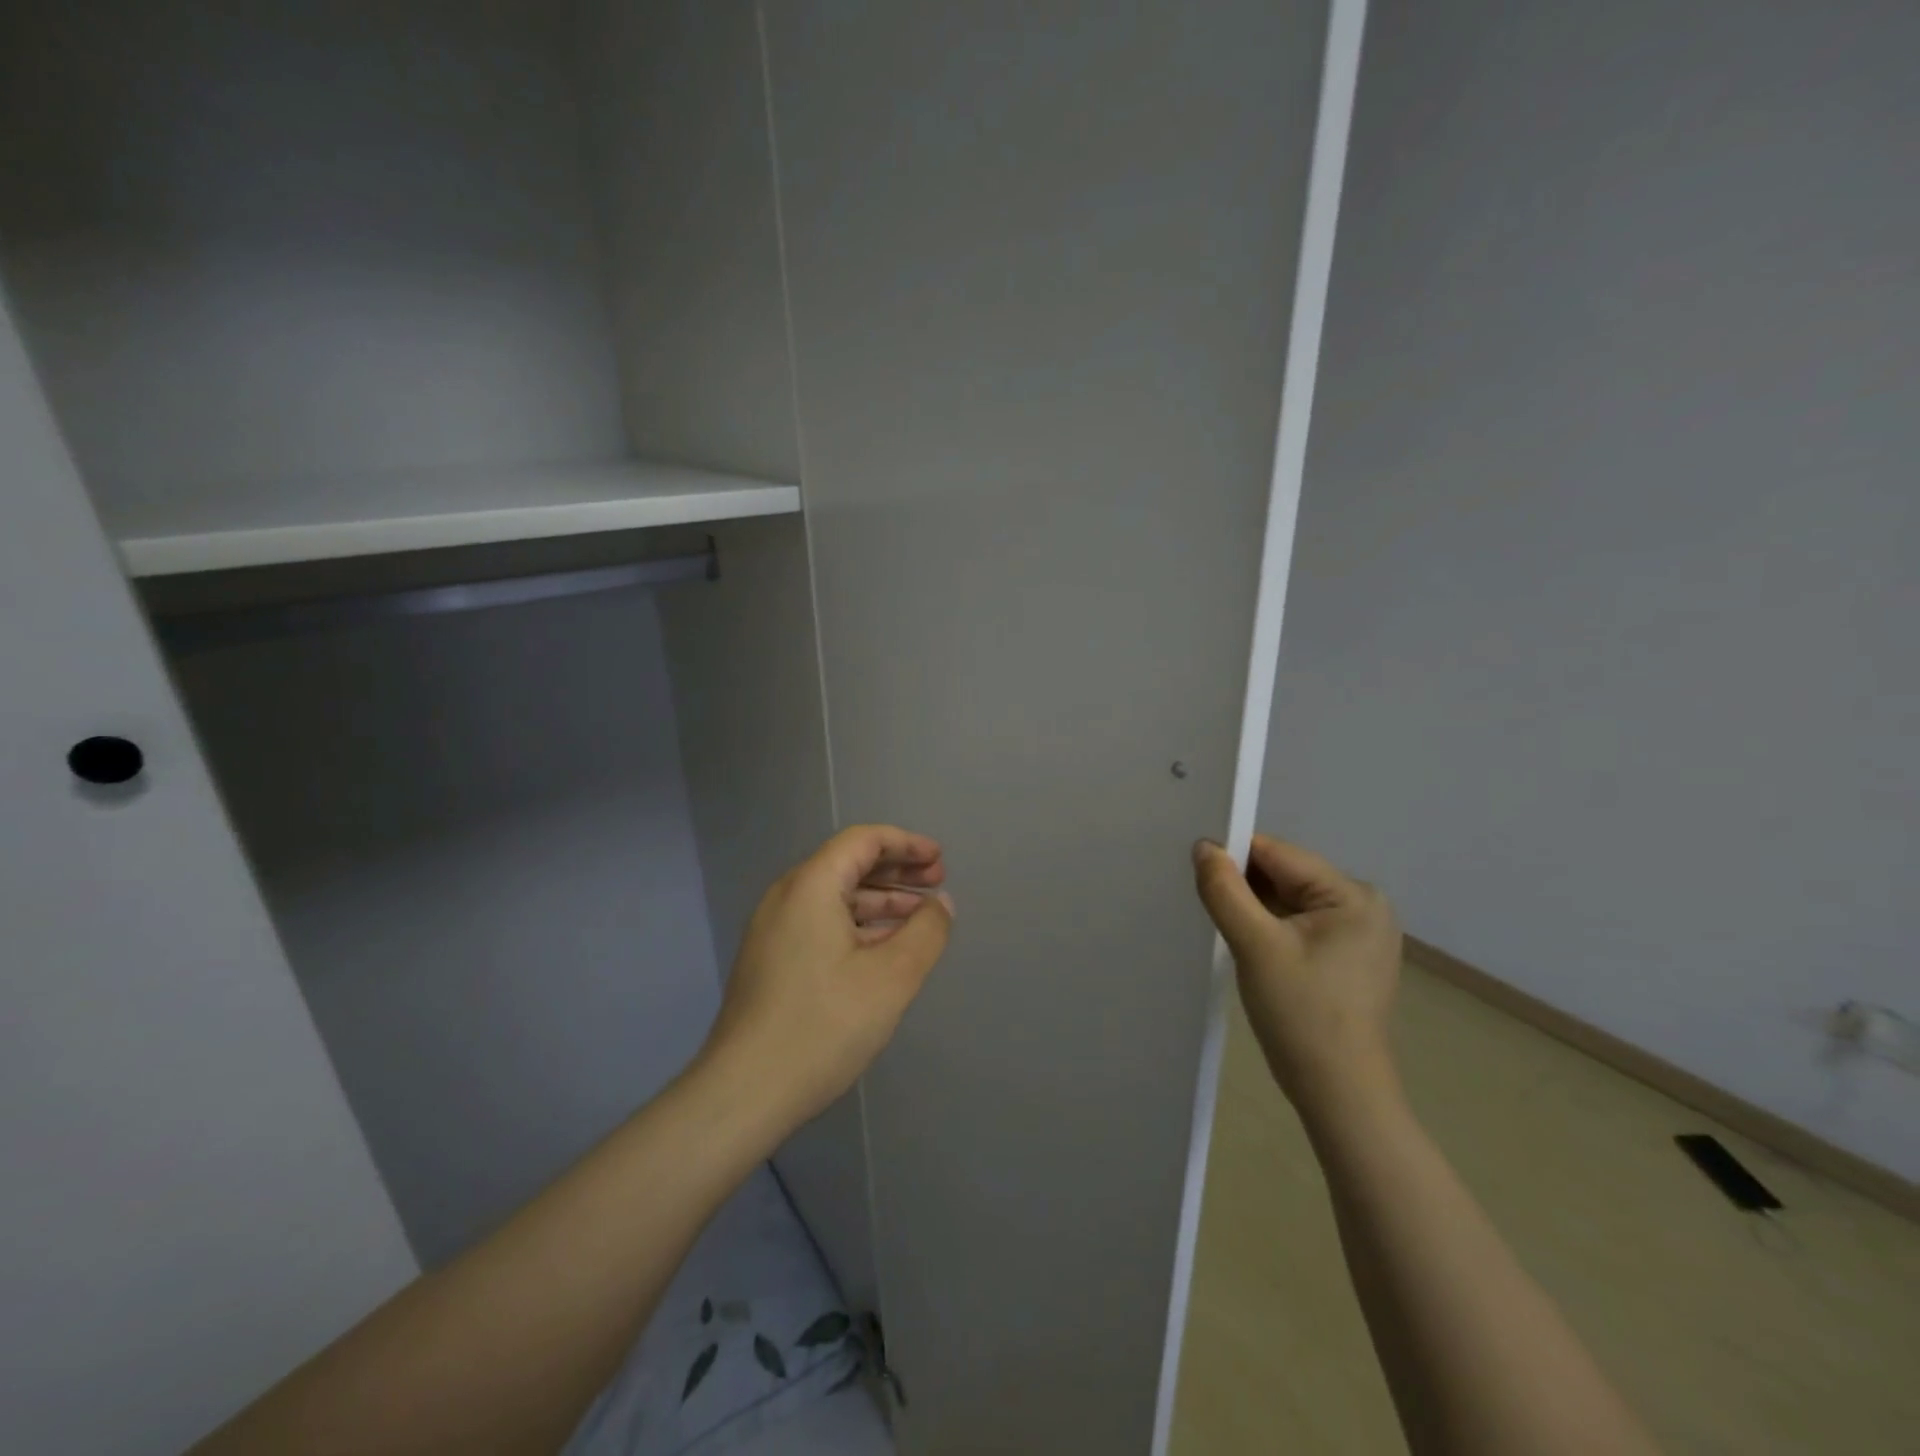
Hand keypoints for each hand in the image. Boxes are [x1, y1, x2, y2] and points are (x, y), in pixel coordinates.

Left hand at [702, 825, 954, 1128]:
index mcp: (810, 886)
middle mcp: (786, 897)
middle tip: (937, 885)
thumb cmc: (823, 1026)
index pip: (862, 841)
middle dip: (896, 871)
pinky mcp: (771, 960)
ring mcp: (774, 930)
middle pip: (848, 865)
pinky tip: (884, 949)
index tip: (940, 861)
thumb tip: (941, 904)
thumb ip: (925, 932)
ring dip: (879, 901)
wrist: (744, 1093)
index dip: (906, 844)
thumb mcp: (892, 978)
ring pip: (835, 897)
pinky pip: (821, 923)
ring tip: (920, 918)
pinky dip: (857, 925)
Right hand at [1192, 835, 1402, 1116]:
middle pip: (1284, 875)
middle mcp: (1364, 905)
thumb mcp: (1255, 946)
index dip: (1233, 856)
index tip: (1193, 868)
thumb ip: (1225, 890)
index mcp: (1353, 894)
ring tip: (1222, 925)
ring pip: (1288, 900)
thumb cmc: (1301, 1015)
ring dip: (1253, 908)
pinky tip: (1247, 946)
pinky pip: (1298, 924)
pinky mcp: (1347, 956)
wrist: (1339, 1093)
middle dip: (1243, 886)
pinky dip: (1269, 928)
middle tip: (1203, 901)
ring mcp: (1359, 932)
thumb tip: (1204, 846)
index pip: (1278, 854)